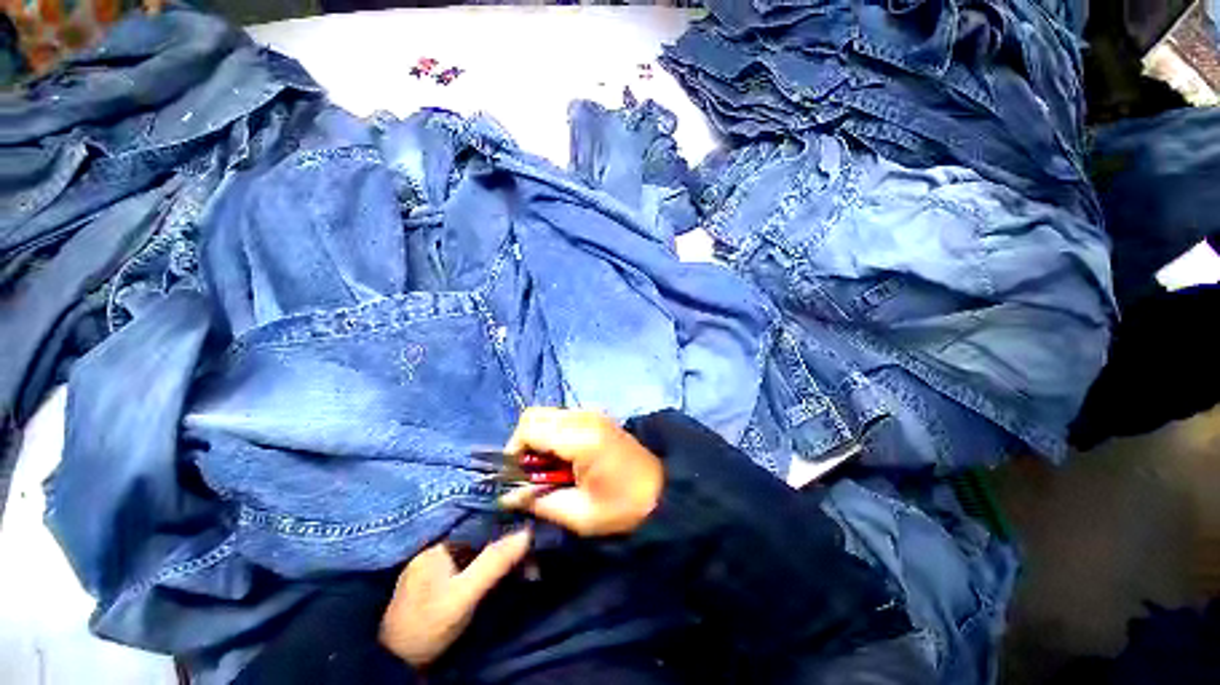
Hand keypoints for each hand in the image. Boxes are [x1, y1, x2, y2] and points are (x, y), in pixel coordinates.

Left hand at [380, 529, 530, 666]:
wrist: (395, 665)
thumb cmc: (427, 625)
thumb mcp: (463, 595)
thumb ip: (494, 562)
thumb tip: (527, 532)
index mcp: (438, 545)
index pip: (481, 526)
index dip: (507, 531)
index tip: (529, 541)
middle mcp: (435, 551)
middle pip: (480, 541)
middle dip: (506, 551)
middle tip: (531, 566)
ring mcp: (433, 569)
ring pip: (476, 556)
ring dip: (499, 563)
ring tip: (524, 573)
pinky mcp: (435, 587)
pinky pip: (468, 569)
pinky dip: (487, 573)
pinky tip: (500, 581)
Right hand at [499, 408, 663, 536]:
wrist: (662, 492)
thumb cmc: (622, 508)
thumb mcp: (579, 514)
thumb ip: (538, 500)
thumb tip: (506, 495)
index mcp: (581, 438)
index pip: (529, 428)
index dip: (514, 451)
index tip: (517, 477)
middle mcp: (584, 416)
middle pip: (535, 415)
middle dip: (524, 443)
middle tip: (532, 474)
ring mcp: (592, 413)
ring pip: (547, 415)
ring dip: (539, 439)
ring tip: (549, 469)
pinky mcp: (596, 416)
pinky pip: (562, 418)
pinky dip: (553, 435)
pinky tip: (564, 459)